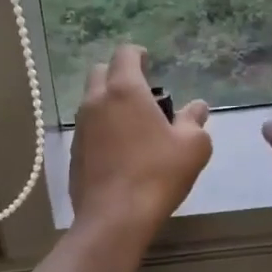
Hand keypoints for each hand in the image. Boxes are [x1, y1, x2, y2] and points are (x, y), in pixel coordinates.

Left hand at [70, 46, 211, 241]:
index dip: (137, 54)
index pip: (125, 54)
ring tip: (132, 123)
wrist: (113, 218)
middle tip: (140, 91)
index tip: (148, 61)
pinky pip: (87, 128)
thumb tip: (197, 107)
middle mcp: (96, 101)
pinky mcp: (73, 152)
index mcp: (124, 90)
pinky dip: (101, 128)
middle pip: (101, 72)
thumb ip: (194, 121)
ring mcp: (80, 127)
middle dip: (118, 74)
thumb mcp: (192, 147)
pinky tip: (118, 150)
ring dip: (108, 102)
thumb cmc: (157, 174)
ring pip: (91, 100)